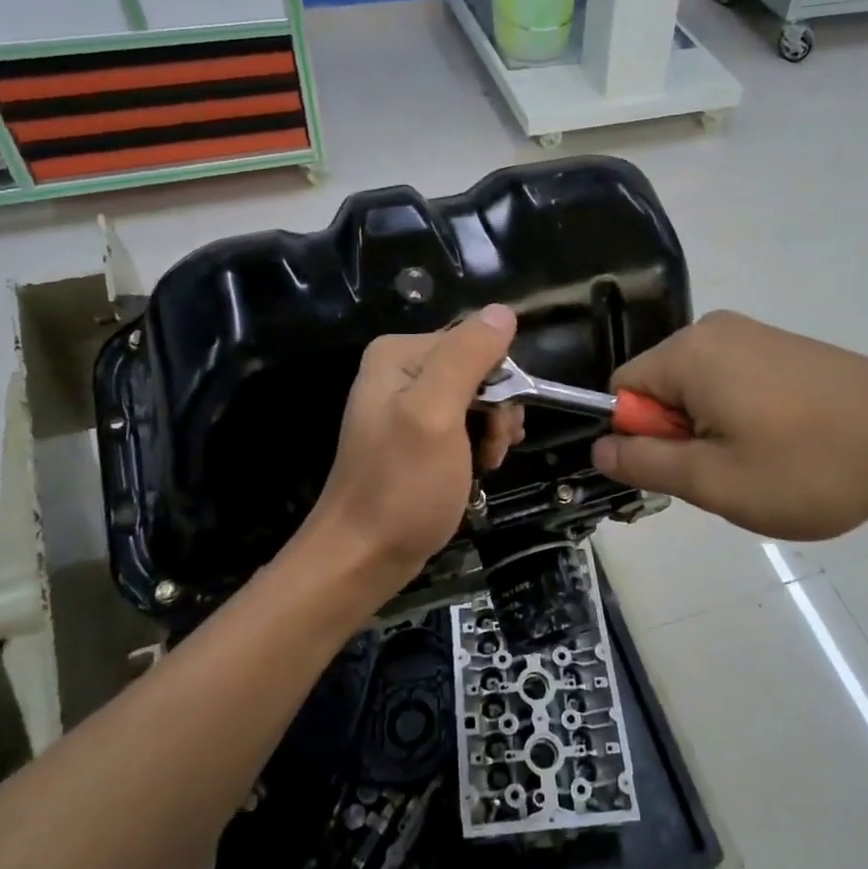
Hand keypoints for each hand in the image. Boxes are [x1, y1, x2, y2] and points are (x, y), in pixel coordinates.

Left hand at [298, 304, 522, 596]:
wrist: (363, 557)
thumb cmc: (402, 488)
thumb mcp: (436, 415)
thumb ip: (467, 358)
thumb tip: (503, 311)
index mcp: (400, 354)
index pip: (477, 341)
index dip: (500, 382)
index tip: (497, 425)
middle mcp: (401, 370)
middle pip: (479, 370)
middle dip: (497, 411)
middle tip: (490, 451)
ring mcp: (408, 405)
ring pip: (478, 400)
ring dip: (492, 433)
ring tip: (483, 465)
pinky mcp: (416, 436)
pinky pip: (464, 425)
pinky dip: (478, 447)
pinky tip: (475, 471)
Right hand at [592, 311, 867, 539]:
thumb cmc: (809, 466)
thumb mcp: (715, 481)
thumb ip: (645, 462)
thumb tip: (599, 445)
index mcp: (688, 352)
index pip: (621, 390)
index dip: (642, 437)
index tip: (689, 469)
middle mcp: (714, 329)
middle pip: (660, 388)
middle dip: (680, 436)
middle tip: (730, 473)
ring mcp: (753, 333)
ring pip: (697, 390)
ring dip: (713, 431)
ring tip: (763, 463)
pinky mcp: (783, 346)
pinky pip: (732, 381)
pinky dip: (742, 416)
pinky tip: (786, 443)